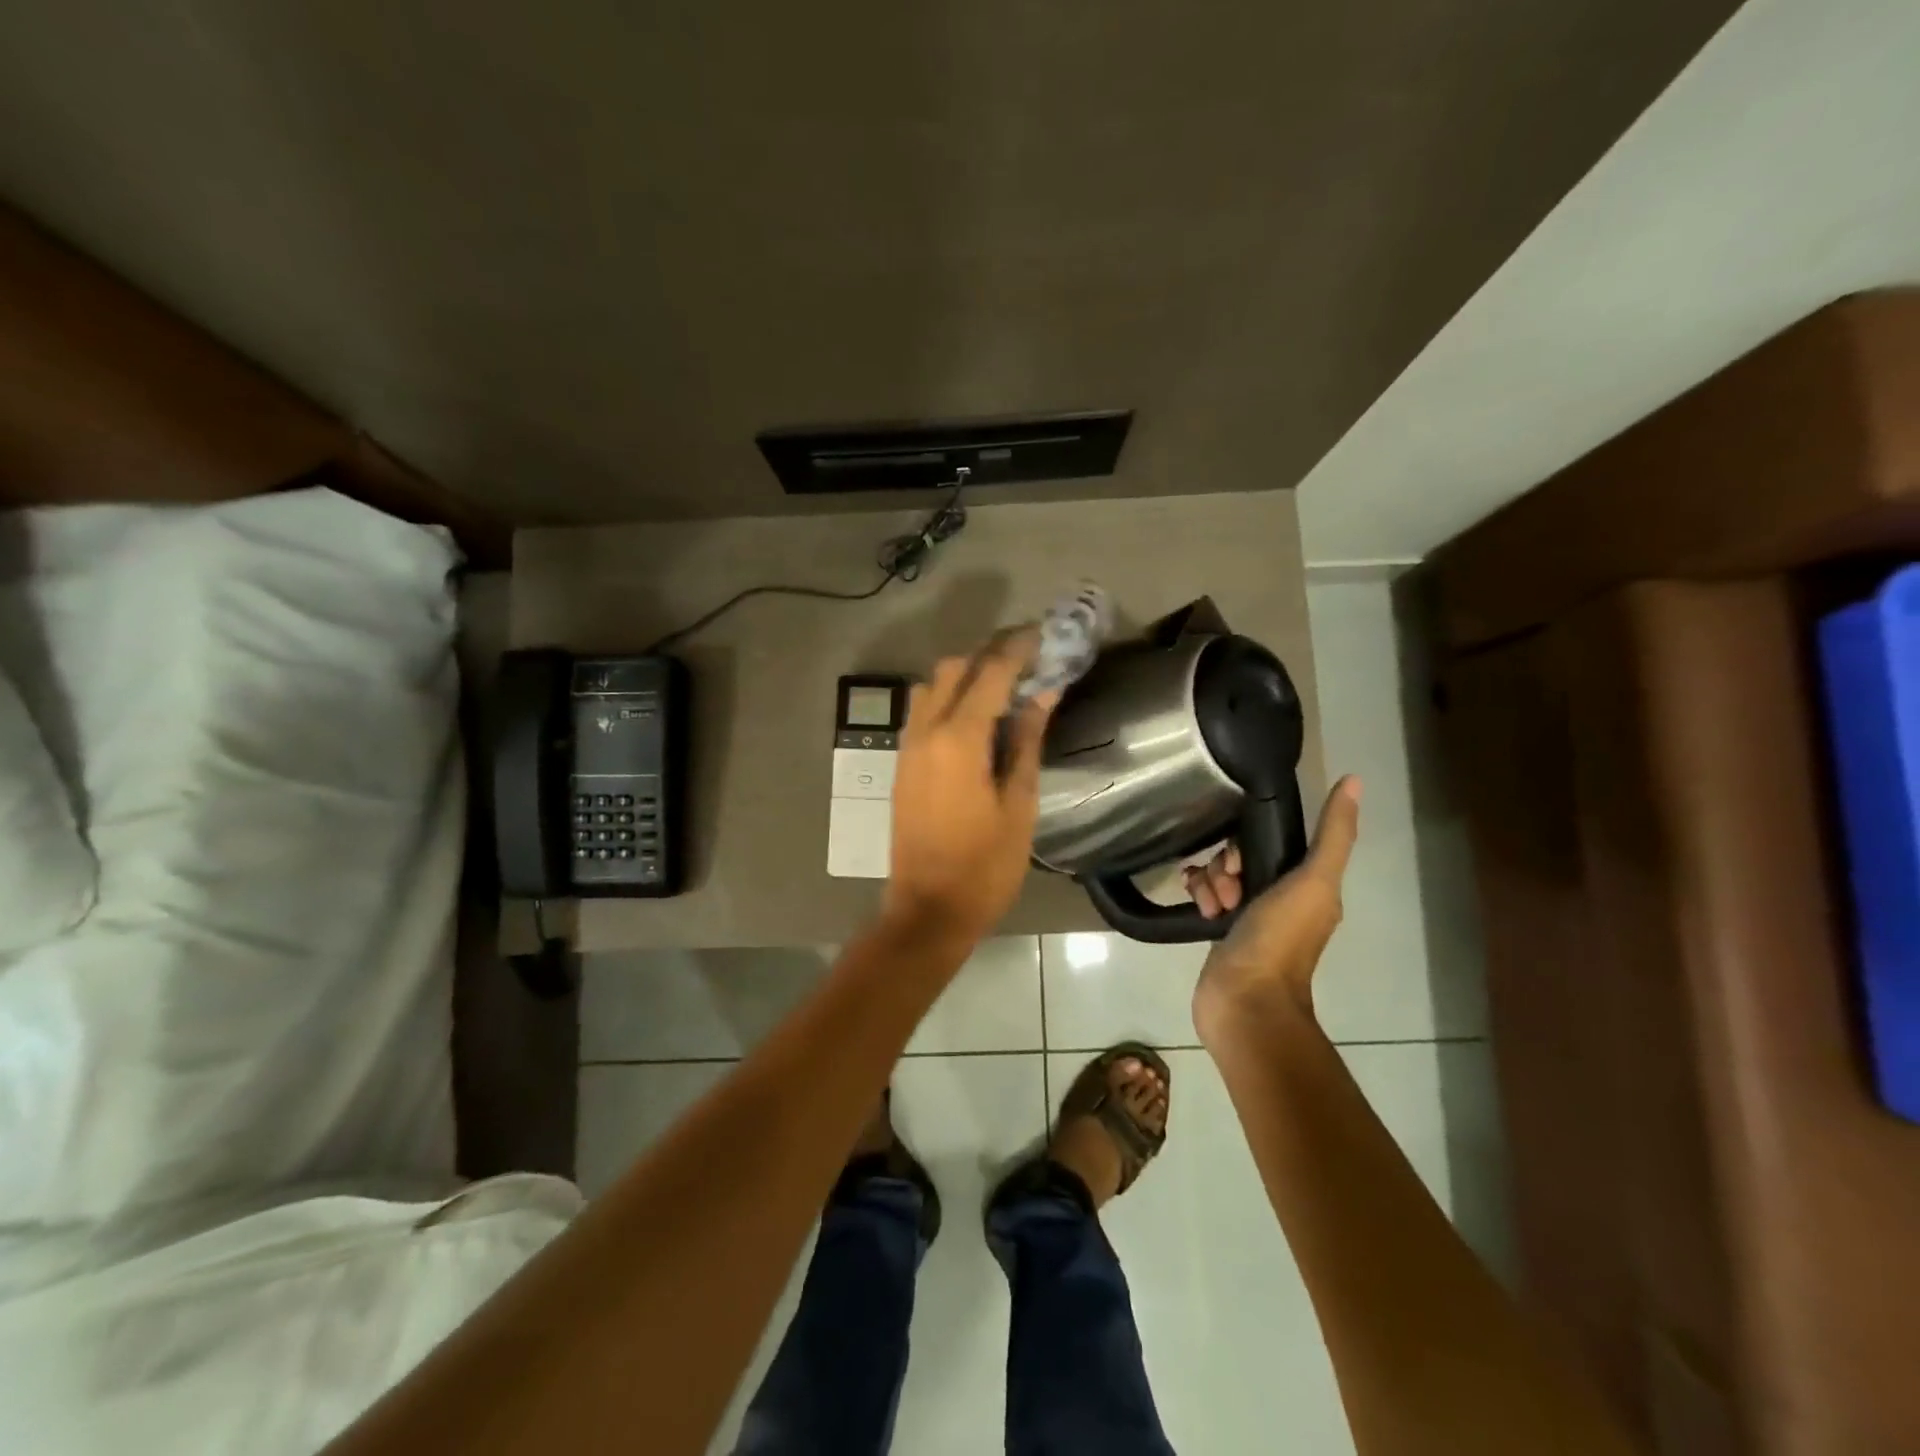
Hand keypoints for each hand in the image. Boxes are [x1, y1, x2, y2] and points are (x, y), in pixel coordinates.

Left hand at [883, 628, 1057, 943]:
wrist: (928, 910)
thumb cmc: (985, 865)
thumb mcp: (1019, 804)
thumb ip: (1026, 742)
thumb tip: (1043, 694)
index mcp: (958, 739)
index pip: (989, 673)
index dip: (1017, 649)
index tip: (1042, 636)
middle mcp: (925, 732)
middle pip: (951, 669)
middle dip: (988, 655)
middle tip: (1027, 663)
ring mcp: (907, 747)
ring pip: (930, 687)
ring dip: (964, 676)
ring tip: (1002, 690)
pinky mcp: (901, 765)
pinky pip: (922, 712)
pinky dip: (947, 699)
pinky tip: (975, 720)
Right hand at [1187, 776, 1361, 1046]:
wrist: (1244, 1001)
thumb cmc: (1279, 940)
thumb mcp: (1312, 881)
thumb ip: (1332, 834)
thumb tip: (1353, 781)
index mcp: (1308, 886)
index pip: (1272, 843)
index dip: (1249, 844)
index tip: (1239, 862)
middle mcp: (1280, 898)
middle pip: (1242, 857)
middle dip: (1225, 865)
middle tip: (1226, 890)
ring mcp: (1249, 917)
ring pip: (1221, 875)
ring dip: (1209, 881)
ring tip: (1211, 905)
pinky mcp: (1222, 931)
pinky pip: (1206, 895)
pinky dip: (1198, 894)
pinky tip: (1196, 906)